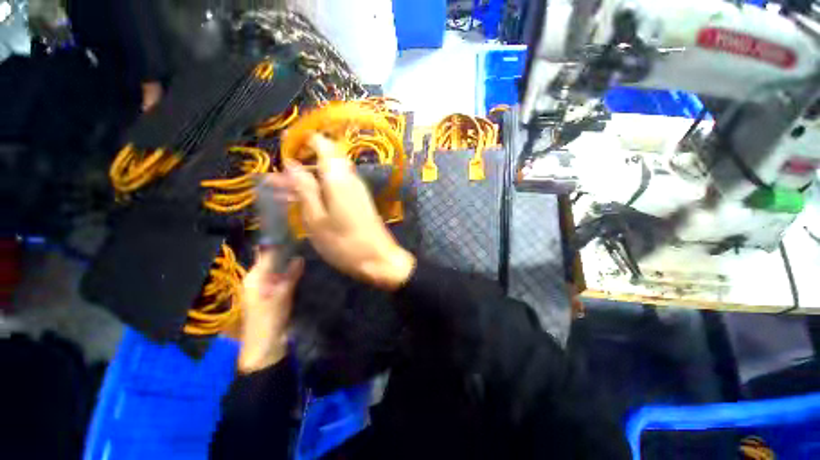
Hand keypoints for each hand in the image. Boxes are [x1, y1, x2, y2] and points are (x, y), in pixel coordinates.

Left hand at [237, 249, 303, 372]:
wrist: (265, 345)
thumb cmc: (269, 320)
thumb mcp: (281, 297)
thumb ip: (289, 276)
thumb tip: (299, 258)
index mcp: (254, 278)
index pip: (265, 254)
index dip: (277, 243)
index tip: (293, 233)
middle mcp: (257, 279)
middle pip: (272, 260)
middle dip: (286, 251)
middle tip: (305, 242)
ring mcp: (266, 286)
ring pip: (278, 268)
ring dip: (289, 261)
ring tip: (305, 251)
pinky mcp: (274, 293)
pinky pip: (282, 277)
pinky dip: (290, 272)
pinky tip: (302, 268)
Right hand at [267, 134, 414, 290]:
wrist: (379, 259)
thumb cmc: (344, 243)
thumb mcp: (316, 219)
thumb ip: (305, 189)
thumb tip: (292, 163)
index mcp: (338, 177)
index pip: (323, 144)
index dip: (304, 140)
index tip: (285, 146)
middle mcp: (351, 177)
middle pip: (326, 158)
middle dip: (303, 162)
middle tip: (281, 178)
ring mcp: (358, 189)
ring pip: (331, 172)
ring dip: (311, 176)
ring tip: (287, 190)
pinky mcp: (361, 200)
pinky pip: (339, 184)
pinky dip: (323, 187)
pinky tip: (310, 200)